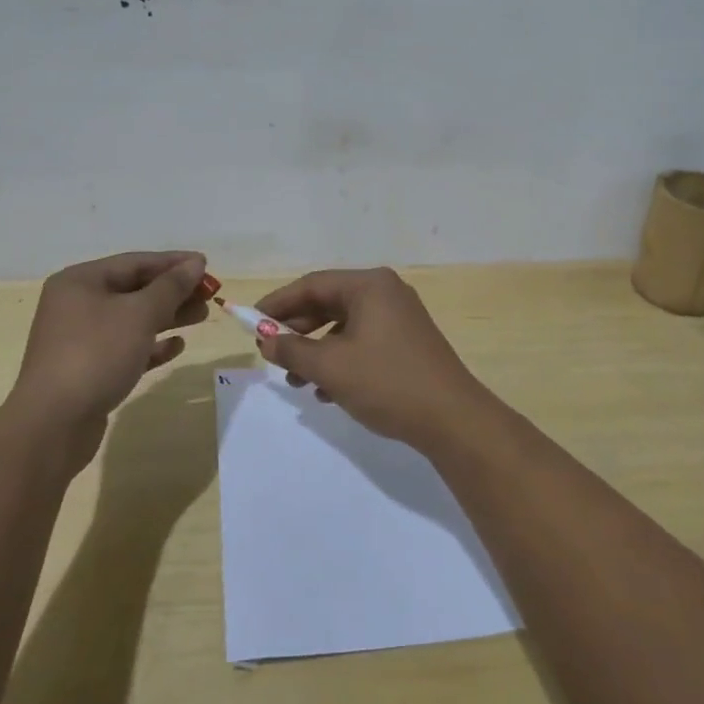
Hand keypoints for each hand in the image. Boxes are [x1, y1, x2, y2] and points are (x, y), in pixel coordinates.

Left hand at [11, 251, 208, 465]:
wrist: (53, 425)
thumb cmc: (96, 355)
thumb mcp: (139, 314)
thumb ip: (171, 287)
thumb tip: (195, 263)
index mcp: (80, 282)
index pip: (135, 263)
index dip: (173, 263)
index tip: (206, 266)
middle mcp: (76, 305)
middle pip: (134, 290)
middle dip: (173, 291)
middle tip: (209, 295)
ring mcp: (80, 339)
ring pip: (132, 319)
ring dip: (168, 317)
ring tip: (202, 316)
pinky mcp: (88, 370)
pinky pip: (126, 348)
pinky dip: (151, 345)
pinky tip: (177, 347)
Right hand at [253, 267, 495, 451]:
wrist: (452, 419)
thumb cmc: (387, 382)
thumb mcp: (331, 367)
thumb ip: (293, 351)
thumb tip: (267, 341)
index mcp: (369, 285)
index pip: (312, 284)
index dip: (278, 303)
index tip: (251, 322)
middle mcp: (385, 292)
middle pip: (329, 303)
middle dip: (297, 330)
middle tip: (271, 353)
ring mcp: (400, 317)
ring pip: (345, 326)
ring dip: (317, 351)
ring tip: (295, 381)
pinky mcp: (407, 342)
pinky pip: (363, 342)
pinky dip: (340, 360)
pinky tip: (326, 392)